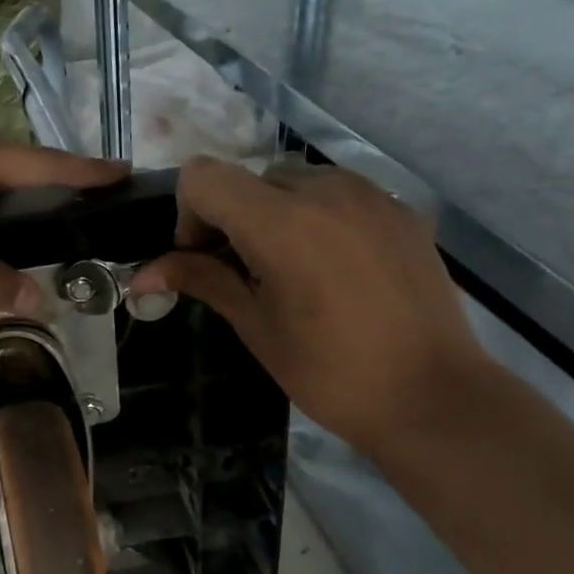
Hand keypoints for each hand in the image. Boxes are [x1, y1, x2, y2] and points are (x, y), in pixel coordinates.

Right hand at [128, 157, 487, 459]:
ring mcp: (371, 194)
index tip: (205, 259)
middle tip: (245, 274)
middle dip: (233, 217)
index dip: (189, 214)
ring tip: (293, 272)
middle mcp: (325, 190)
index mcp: (281, 222)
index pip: (203, 177)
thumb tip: (141, 274)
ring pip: (296, 181)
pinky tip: (336, 271)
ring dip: (276, 214)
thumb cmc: (330, 373)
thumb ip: (202, 281)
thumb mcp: (256, 327)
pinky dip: (319, 218)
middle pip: (250, 178)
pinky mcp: (401, 209)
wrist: (431, 396)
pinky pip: (340, 195)